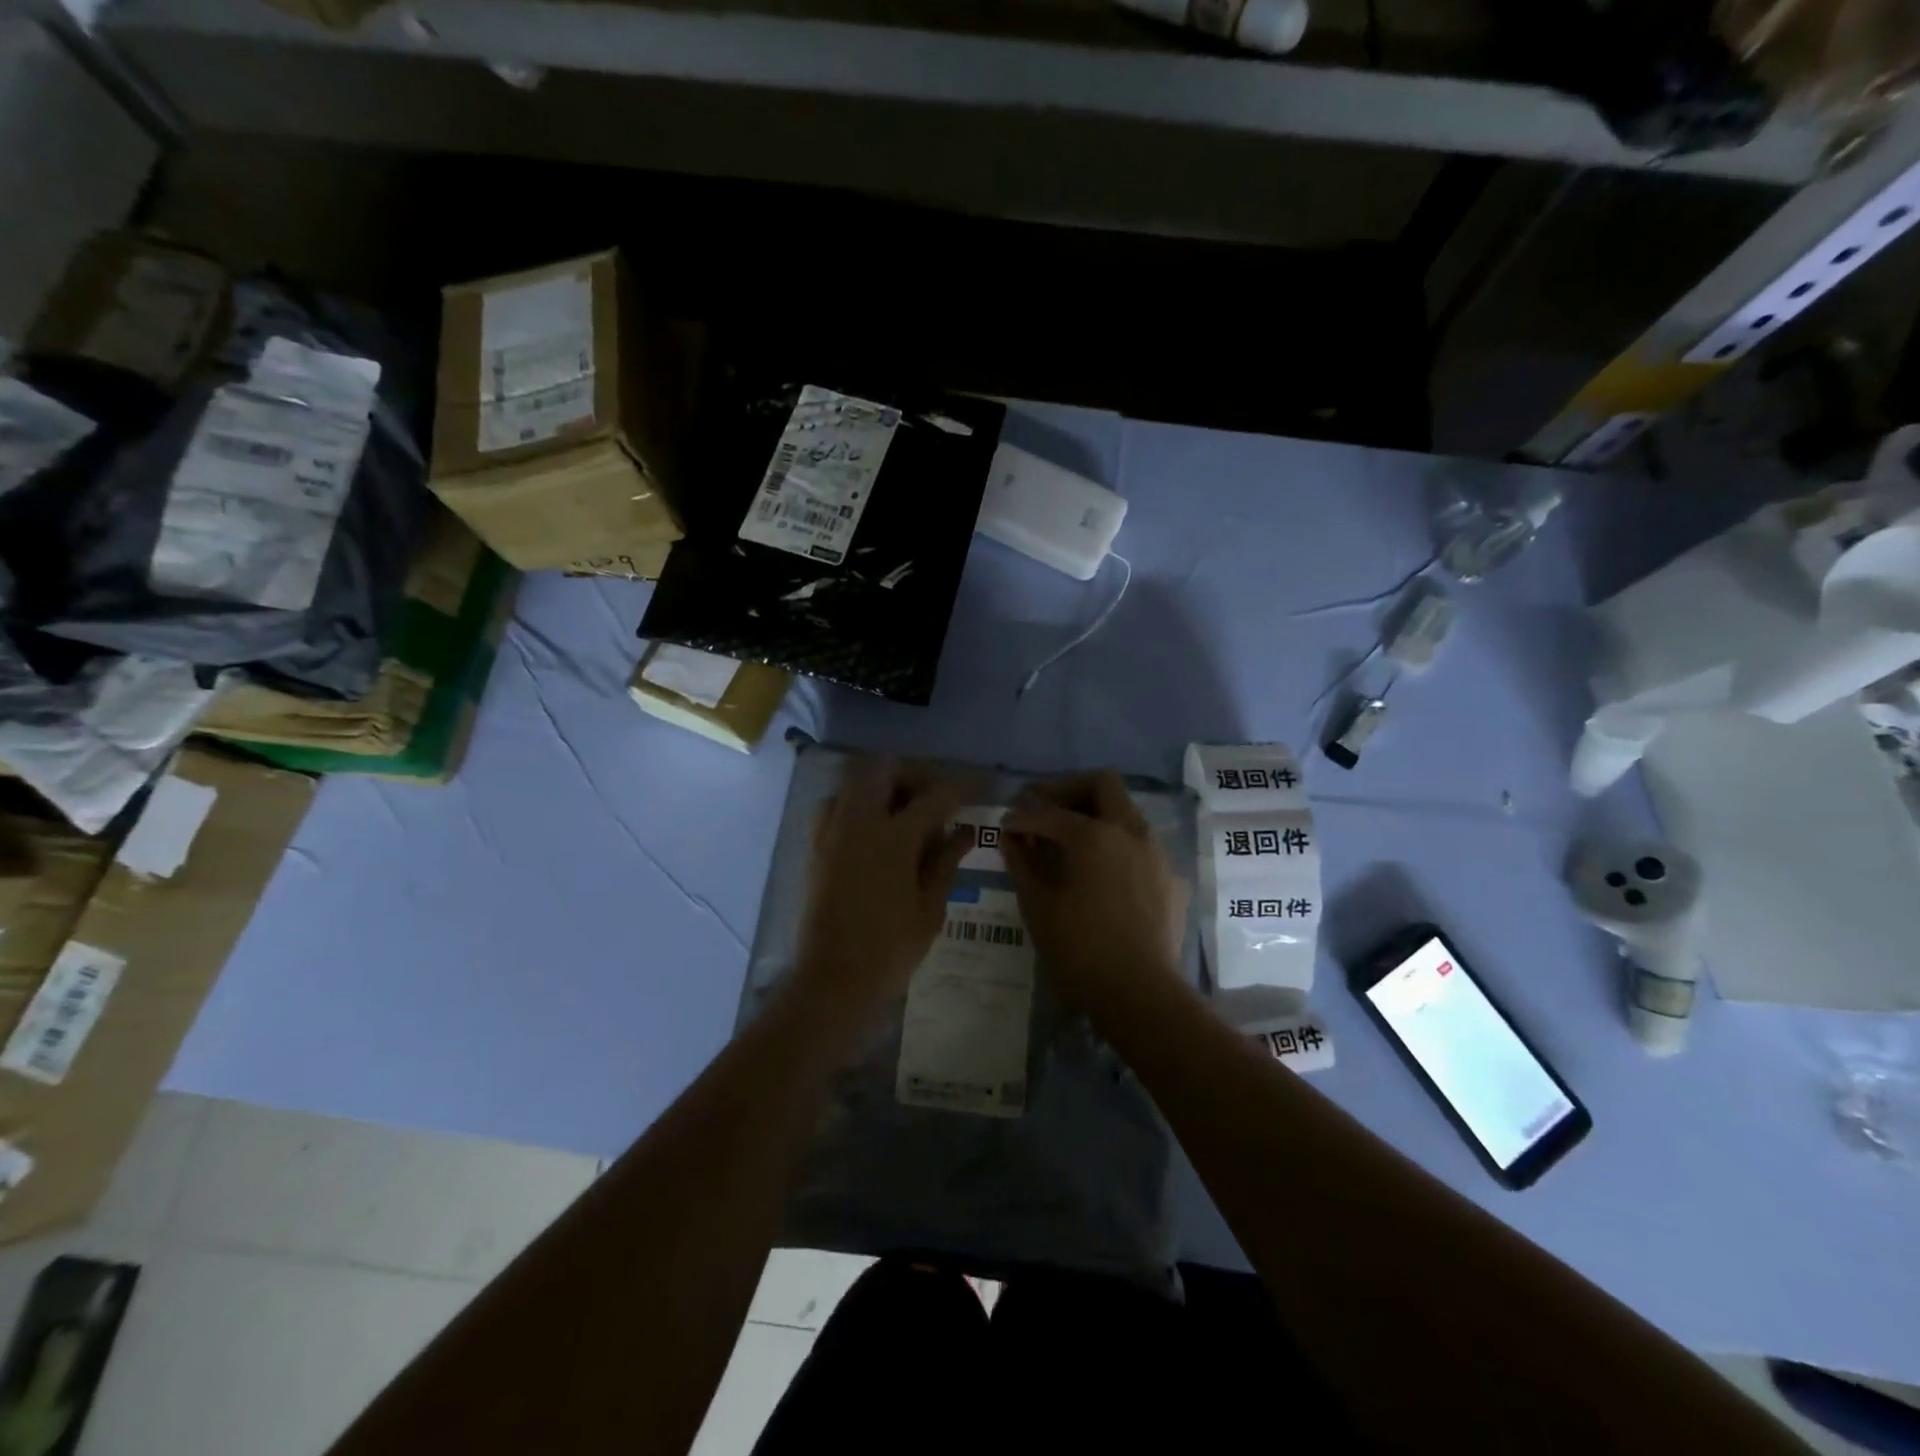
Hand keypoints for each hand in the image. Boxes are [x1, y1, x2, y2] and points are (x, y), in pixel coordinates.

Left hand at [796, 757, 973, 1003]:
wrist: (831, 980)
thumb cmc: (889, 949)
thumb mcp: (929, 909)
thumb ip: (946, 862)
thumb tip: (965, 831)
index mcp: (894, 838)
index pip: (934, 796)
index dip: (960, 787)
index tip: (976, 785)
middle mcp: (859, 823)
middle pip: (882, 769)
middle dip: (911, 773)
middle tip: (932, 795)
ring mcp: (832, 832)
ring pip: (854, 781)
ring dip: (880, 783)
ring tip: (902, 809)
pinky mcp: (815, 847)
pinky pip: (835, 804)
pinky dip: (855, 802)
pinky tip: (872, 829)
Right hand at [1002, 771, 1189, 1014]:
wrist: (1141, 995)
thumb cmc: (1081, 950)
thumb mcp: (1039, 906)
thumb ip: (1022, 863)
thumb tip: (1011, 837)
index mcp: (1095, 835)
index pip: (1050, 811)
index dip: (1022, 815)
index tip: (1006, 825)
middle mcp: (1131, 832)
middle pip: (1102, 784)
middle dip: (1068, 790)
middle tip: (1043, 810)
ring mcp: (1157, 854)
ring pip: (1126, 812)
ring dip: (1095, 815)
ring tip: (1068, 842)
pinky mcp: (1171, 879)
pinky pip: (1140, 845)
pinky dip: (1116, 845)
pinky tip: (1100, 875)